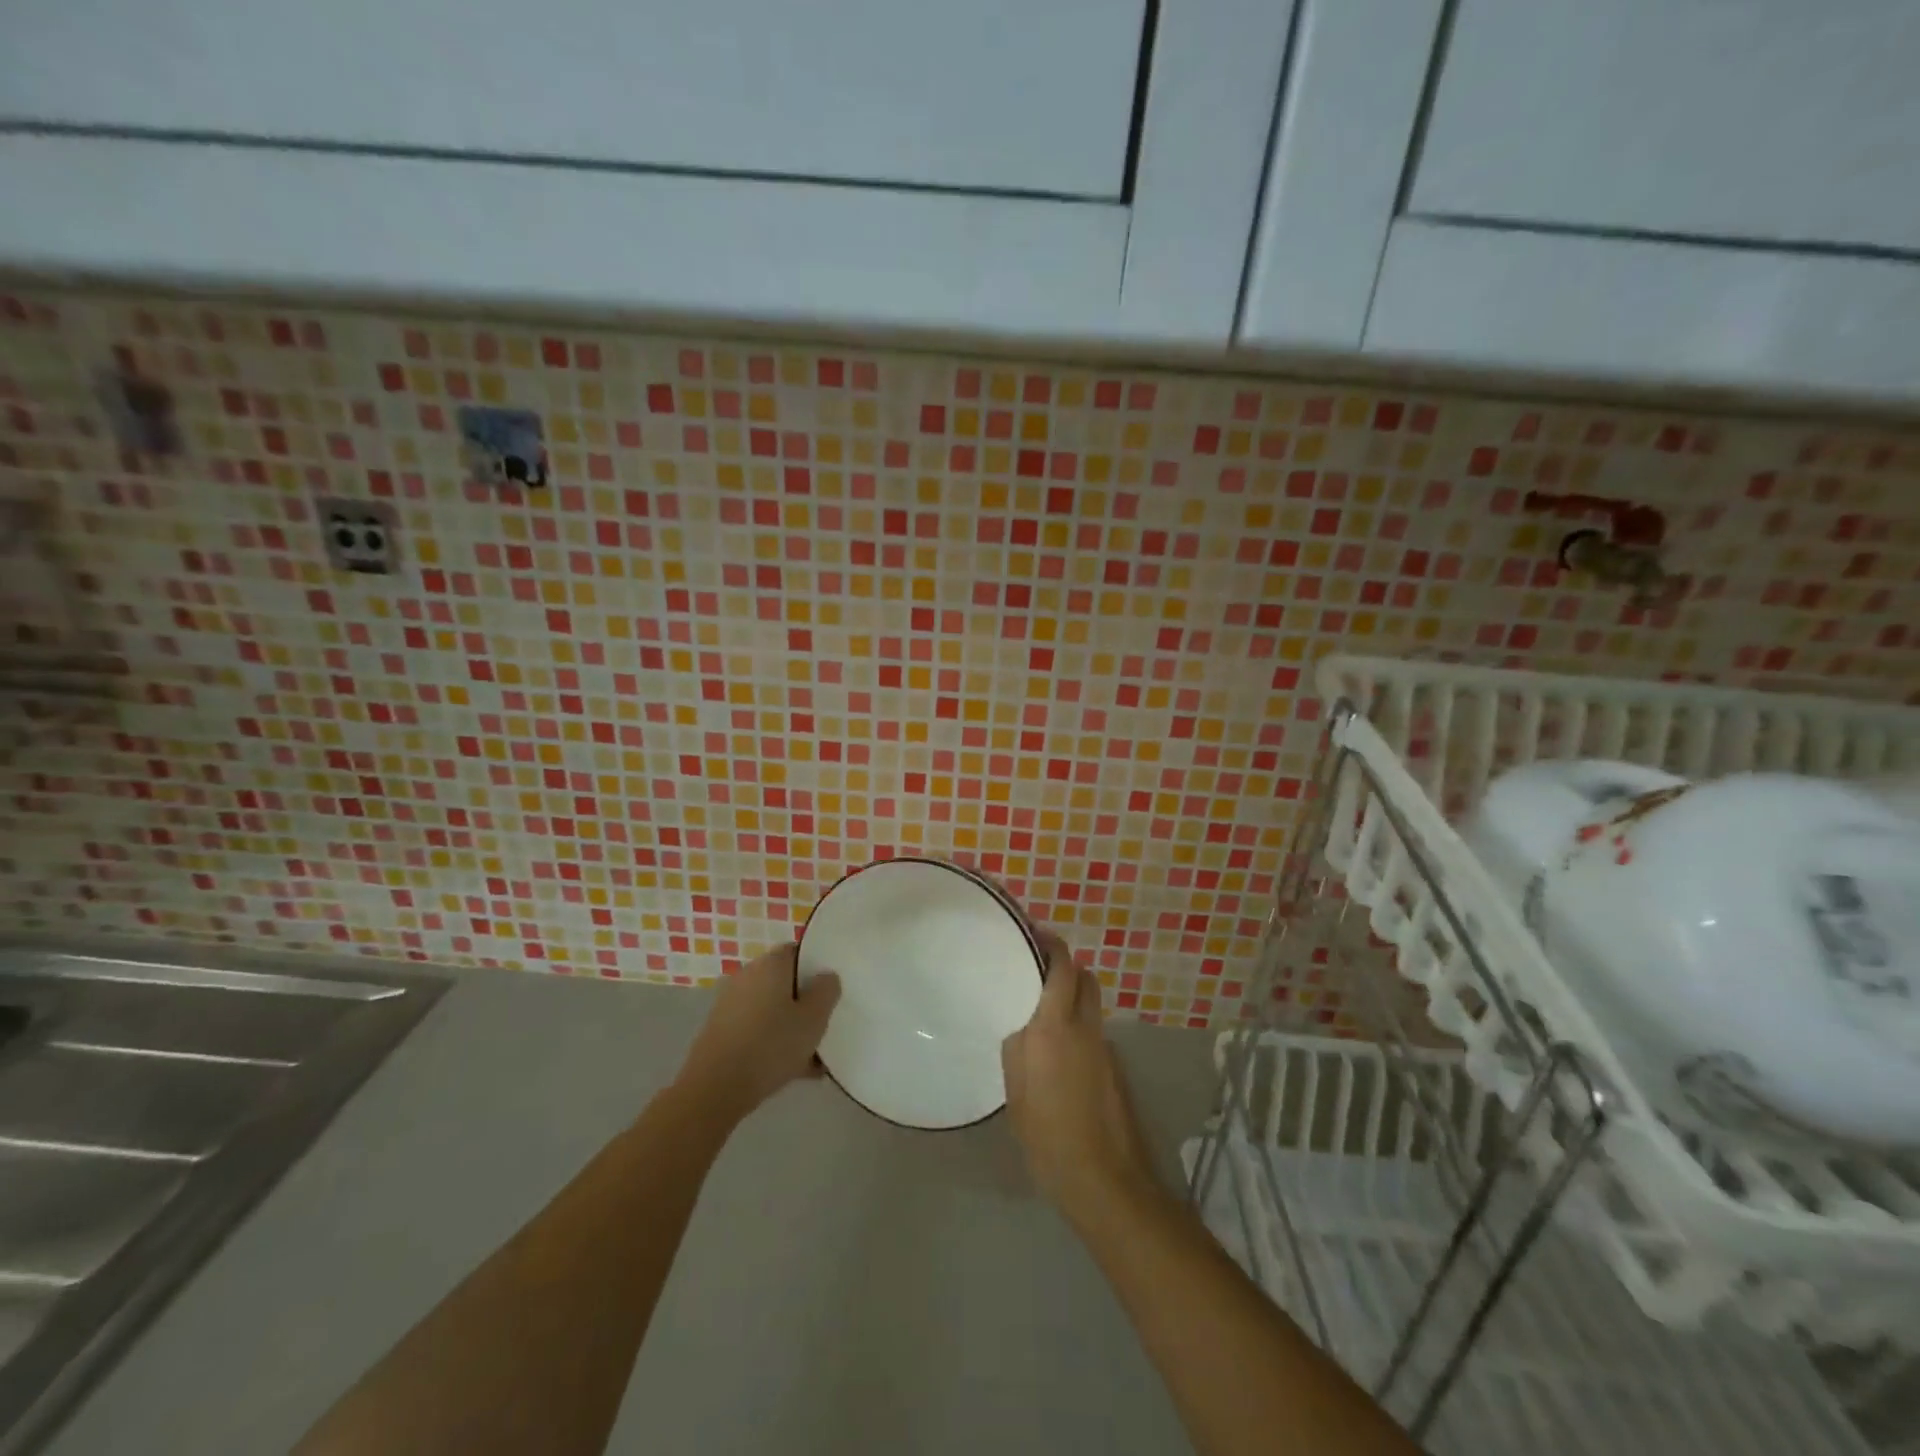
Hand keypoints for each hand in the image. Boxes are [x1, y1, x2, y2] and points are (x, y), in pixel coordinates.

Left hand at [676, 944, 839, 1124]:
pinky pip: (757, 1029)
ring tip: (815, 1058)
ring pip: (772, 1009)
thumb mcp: (814, 1018)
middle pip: (785, 982)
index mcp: (770, 964)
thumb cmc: (771, 1045)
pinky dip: (774, 1042)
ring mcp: (731, 1005)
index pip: (798, 951)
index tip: (832, 989)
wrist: (714, 1090)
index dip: (817, 967)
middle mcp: (747, 976)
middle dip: (806, 1002)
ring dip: (792, 1027)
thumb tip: (826, 976)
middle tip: (825, 1024)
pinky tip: (794, 1071)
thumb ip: (827, 991)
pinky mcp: (721, 1032)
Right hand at [1002, 929, 1156, 1220]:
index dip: (1050, 943)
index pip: (1062, 966)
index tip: (1031, 934)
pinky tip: (1056, 1050)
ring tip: (1039, 1009)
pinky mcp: (1113, 1068)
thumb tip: (1020, 1021)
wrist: (1103, 1179)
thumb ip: (1017, 1047)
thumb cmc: (1048, 1135)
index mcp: (1055, 1026)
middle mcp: (1085, 1027)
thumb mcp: (1017, 1091)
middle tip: (1034, 968)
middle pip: (1083, 977)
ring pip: (1090, 1002)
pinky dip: (1077, 1023)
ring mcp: (1103, 1047)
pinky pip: (1093, 1029)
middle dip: (1063, 964)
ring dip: (1071, 993)